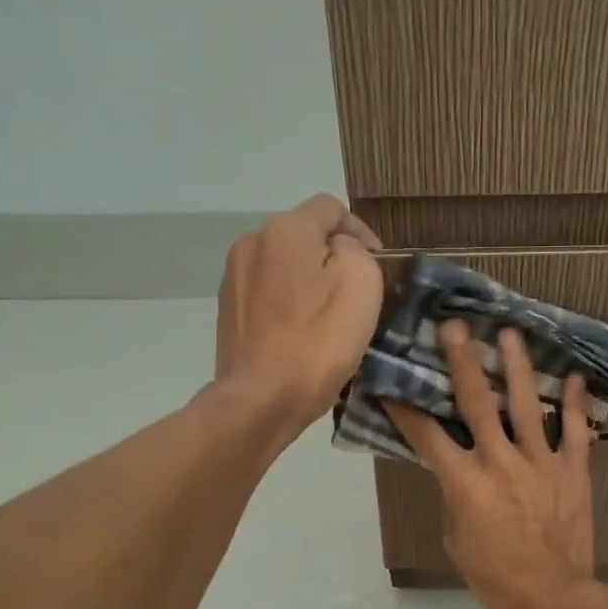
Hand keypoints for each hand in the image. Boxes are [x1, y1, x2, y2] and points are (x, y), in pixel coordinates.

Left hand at [215, 194, 383, 435]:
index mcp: (286, 230)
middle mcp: (252, 242)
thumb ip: (355, 251)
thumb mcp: (361, 285)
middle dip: (333, 256)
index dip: (360, 229)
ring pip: (284, 265)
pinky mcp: (228, 311)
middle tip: (358, 292)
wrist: (260, 400)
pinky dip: (289, 302)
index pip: (330, 208)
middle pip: (303, 235)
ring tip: (329, 315)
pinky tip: (302, 333)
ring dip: (309, 280)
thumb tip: (338, 250)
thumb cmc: (318, 342)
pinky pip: (268, 292)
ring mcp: (234, 278)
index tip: (379, 262)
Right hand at [384, 322, 597, 608]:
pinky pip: (575, 431)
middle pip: (477, 403)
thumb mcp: (456, 538)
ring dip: (517, 367)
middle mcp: (500, 461)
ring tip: (510, 334)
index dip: (406, 409)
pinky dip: (574, 404)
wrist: (550, 596)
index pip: (427, 436)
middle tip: (455, 326)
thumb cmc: (494, 576)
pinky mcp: (573, 470)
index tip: (392, 383)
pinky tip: (572, 377)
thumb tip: (458, 473)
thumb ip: (455, 498)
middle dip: (462, 362)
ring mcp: (540, 462)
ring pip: (526, 405)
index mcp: (465, 482)